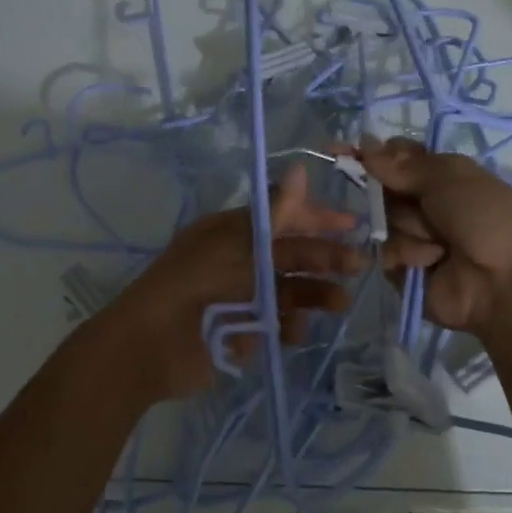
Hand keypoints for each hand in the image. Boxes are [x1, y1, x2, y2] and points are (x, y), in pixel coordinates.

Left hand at [107, 164, 362, 400]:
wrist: (153, 344)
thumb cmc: (196, 283)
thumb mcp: (239, 244)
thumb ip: (276, 213)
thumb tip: (300, 168)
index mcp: (231, 231)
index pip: (281, 216)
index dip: (316, 217)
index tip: (351, 224)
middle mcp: (238, 259)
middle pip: (289, 254)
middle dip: (323, 257)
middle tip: (358, 265)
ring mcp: (240, 296)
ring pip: (287, 289)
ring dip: (314, 293)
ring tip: (339, 303)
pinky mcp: (241, 331)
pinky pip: (275, 323)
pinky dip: (289, 325)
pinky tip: (295, 331)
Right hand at [355, 137, 511, 336]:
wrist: (507, 282)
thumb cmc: (487, 218)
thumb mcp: (451, 177)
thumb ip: (403, 164)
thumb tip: (364, 143)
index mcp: (443, 177)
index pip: (397, 159)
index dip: (374, 155)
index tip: (347, 151)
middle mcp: (425, 206)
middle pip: (383, 189)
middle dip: (393, 194)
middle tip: (422, 206)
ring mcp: (414, 239)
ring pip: (384, 221)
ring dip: (410, 228)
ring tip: (440, 244)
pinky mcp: (404, 271)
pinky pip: (386, 253)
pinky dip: (408, 254)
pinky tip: (432, 262)